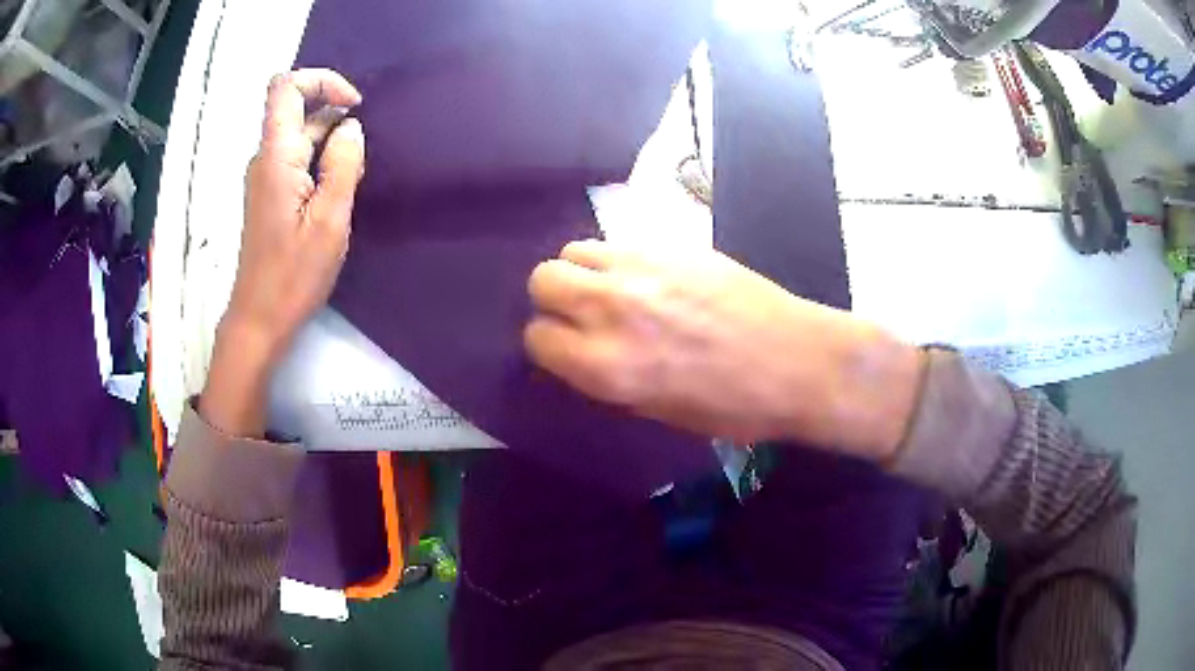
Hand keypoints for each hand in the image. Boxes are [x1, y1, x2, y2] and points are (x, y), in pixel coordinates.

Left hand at [200, 69, 365, 436]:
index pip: (286, 87)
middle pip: (297, 107)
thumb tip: (350, 128)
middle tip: (360, 154)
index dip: (321, 80)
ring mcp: (266, 176)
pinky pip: (298, 158)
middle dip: (335, 116)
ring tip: (353, 177)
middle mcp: (266, 158)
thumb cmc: (293, 275)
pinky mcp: (270, 193)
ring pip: (300, 134)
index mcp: (276, 157)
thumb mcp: (330, 220)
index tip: (352, 105)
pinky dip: (322, 160)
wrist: (260, 318)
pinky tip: (338, 189)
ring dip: (332, 141)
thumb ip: (343, 165)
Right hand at [524, 240, 924, 461]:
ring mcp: (641, 268)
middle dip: (552, 301)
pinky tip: (643, 276)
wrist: (796, 360)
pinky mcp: (671, 245)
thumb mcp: (658, 411)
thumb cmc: (733, 406)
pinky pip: (617, 241)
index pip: (538, 339)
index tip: (566, 349)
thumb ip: (606, 379)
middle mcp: (612, 309)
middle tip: (580, 315)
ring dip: (580, 272)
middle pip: (543, 280)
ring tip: (609, 289)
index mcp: (608, 366)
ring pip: (573, 250)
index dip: (548, 346)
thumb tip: (579, 355)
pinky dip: (614, 259)